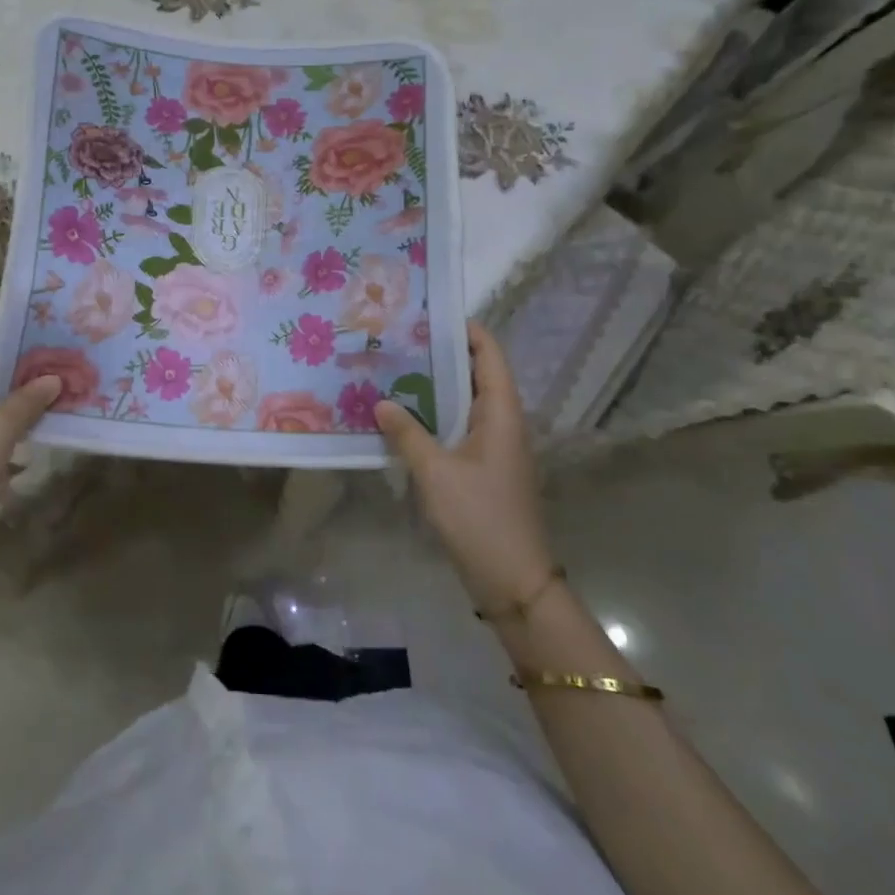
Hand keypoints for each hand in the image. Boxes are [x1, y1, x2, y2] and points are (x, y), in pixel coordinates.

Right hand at [374, 323, 554, 605]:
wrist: (513, 581)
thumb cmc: (479, 518)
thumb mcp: (435, 472)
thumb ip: (407, 433)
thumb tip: (381, 402)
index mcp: (502, 414)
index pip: (489, 355)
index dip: (466, 330)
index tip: (429, 313)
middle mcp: (504, 423)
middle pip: (476, 374)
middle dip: (442, 355)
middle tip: (399, 340)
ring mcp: (496, 447)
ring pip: (466, 402)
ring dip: (436, 387)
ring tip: (395, 369)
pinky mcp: (485, 468)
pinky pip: (460, 427)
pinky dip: (436, 415)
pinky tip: (404, 417)